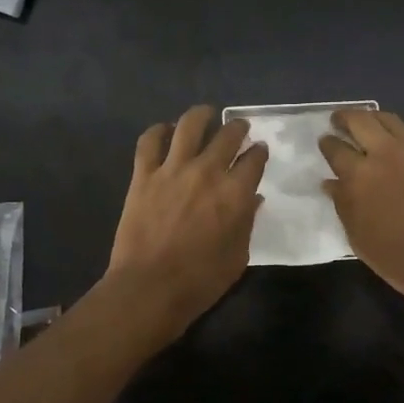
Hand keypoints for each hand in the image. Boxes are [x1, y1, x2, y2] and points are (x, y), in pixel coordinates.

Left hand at [107, 104, 266, 331]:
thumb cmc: (200, 280)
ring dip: (201, 116)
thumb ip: (247, 222)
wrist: (149, 288)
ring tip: (206, 114)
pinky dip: (158, 131)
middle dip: (237, 128)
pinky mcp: (144, 175)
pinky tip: (164, 130)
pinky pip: (149, 142)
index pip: (254, 159)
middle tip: (238, 129)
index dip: (259, 152)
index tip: (259, 150)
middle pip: (227, 135)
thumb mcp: (238, 256)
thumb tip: (253, 199)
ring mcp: (172, 170)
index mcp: (235, 193)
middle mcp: (207, 172)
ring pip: (189, 126)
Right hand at [319, 110, 403, 317]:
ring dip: (374, 118)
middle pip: (359, 121)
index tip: (325, 142)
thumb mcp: (356, 235)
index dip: (326, 143)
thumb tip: (331, 183)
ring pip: (390, 119)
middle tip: (339, 121)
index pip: (335, 148)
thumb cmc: (394, 256)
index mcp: (358, 175)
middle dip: (344, 118)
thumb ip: (342, 203)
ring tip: (369, 123)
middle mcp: (384, 154)